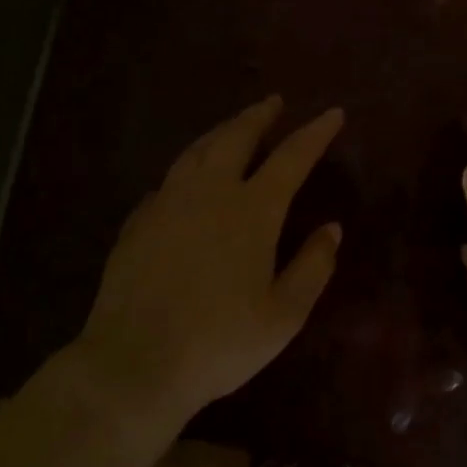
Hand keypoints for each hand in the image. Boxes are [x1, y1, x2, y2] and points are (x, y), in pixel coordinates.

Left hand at [76, 96, 344, 418]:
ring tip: (234, 126)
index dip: (315, 133)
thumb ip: (313, 267)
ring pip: (197, 151)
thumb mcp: (283, 315)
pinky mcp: (138, 221)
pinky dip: (188, 168)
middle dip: (259, 116)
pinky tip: (187, 179)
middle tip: (273, 102)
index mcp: (252, 211)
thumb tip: (332, 228)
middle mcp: (210, 193)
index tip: (332, 113)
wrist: (134, 364)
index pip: (291, 158)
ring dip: (221, 132)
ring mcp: (168, 203)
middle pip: (236, 137)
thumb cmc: (220, 343)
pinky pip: (169, 180)